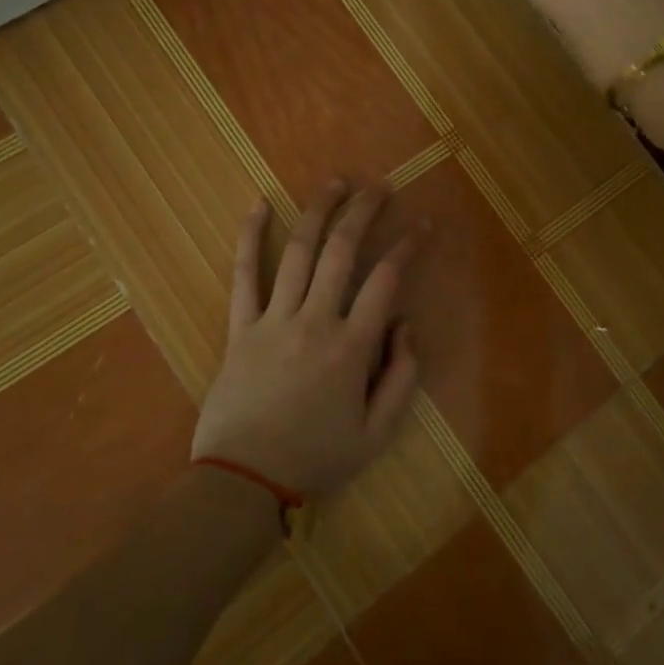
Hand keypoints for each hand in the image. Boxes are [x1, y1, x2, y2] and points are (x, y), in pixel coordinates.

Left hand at [191, 181, 422, 498]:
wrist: (243, 481)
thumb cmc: (315, 458)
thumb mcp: (376, 434)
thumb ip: (402, 378)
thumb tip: (406, 325)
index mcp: (351, 348)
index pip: (386, 281)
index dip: (408, 247)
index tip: (423, 225)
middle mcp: (314, 321)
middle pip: (342, 252)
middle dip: (365, 212)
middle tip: (381, 187)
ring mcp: (273, 320)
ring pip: (297, 252)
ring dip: (318, 212)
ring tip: (335, 183)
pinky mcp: (240, 327)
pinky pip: (243, 275)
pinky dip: (249, 237)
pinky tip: (258, 205)